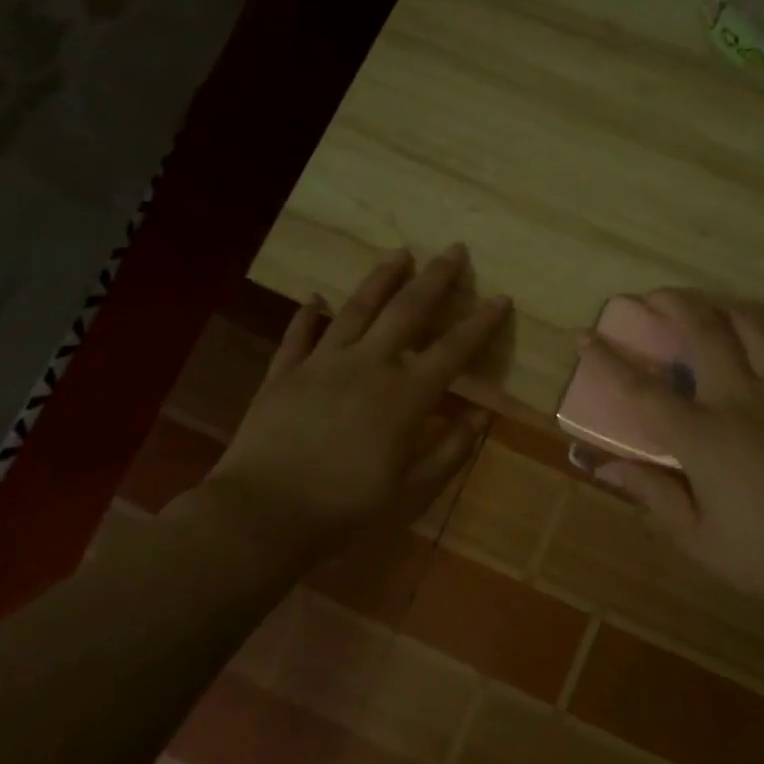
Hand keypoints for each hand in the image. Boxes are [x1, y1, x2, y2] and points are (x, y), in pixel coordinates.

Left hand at [207, 245, 507, 557]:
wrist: (263, 514)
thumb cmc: (346, 508)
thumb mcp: (412, 491)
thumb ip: (450, 450)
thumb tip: (481, 416)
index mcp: (404, 396)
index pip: (452, 350)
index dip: (480, 323)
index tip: (500, 298)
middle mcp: (368, 365)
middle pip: (407, 311)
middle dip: (435, 278)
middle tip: (454, 249)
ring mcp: (322, 363)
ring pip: (356, 309)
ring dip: (381, 278)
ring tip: (399, 253)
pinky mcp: (284, 373)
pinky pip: (298, 335)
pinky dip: (307, 314)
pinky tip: (314, 297)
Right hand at [581, 291, 763, 611]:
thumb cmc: (761, 557)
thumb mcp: (694, 536)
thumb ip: (650, 493)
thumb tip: (605, 466)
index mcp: (703, 437)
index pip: (643, 390)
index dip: (608, 361)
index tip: (584, 336)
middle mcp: (741, 402)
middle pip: (705, 332)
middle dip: (675, 304)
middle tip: (655, 296)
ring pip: (757, 331)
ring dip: (729, 310)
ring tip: (712, 307)